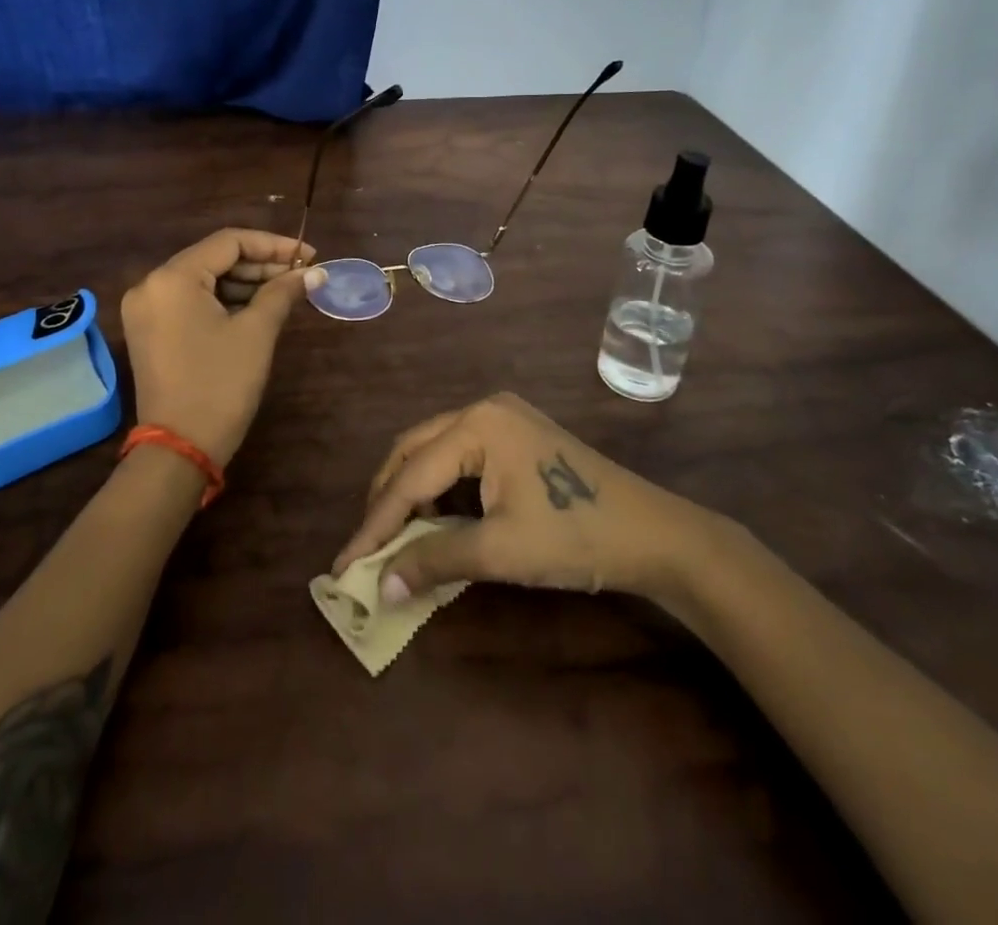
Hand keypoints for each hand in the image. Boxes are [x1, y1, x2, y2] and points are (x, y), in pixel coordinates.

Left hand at [120, 229, 321, 466]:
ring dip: (244, 283)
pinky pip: (191, 301)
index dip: (273, 245)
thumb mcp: (257, 333)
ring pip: (203, 280)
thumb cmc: (220, 384)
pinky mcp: (150, 331)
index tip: (309, 255)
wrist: (180, 449)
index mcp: (172, 278)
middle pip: (213, 258)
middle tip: (301, 275)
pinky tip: (258, 307)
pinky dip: (223, 301)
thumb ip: (283, 292)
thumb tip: (314, 271)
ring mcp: (146, 309)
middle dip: (260, 264)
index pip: (228, 241)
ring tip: (286, 291)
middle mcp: (151, 285)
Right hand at [332, 392, 725, 606]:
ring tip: (398, 538)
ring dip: (413, 492)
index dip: (375, 523)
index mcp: (477, 424)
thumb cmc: (575, 536)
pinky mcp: (517, 435)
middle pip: (414, 451)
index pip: (410, 476)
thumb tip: (379, 587)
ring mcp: (503, 418)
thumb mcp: (500, 551)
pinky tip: (439, 520)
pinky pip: (460, 456)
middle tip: (366, 546)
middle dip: (388, 499)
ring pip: (435, 451)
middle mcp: (483, 409)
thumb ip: (434, 561)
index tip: (343, 563)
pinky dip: (442, 488)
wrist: (654, 534)